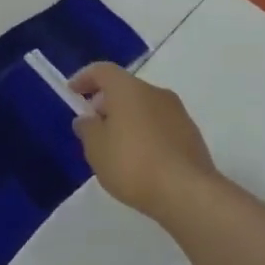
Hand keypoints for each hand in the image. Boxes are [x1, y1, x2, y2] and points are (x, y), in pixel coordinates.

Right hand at [69, 63, 222, 226]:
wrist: (188, 193)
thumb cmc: (133, 164)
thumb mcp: (95, 149)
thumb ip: (87, 128)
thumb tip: (88, 119)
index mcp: (129, 89)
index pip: (103, 71)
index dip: (84, 78)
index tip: (72, 93)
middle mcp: (156, 93)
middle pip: (125, 89)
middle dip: (106, 102)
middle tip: (93, 125)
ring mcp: (178, 113)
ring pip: (144, 107)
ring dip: (127, 119)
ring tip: (115, 147)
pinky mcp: (192, 135)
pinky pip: (160, 126)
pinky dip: (145, 134)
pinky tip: (139, 160)